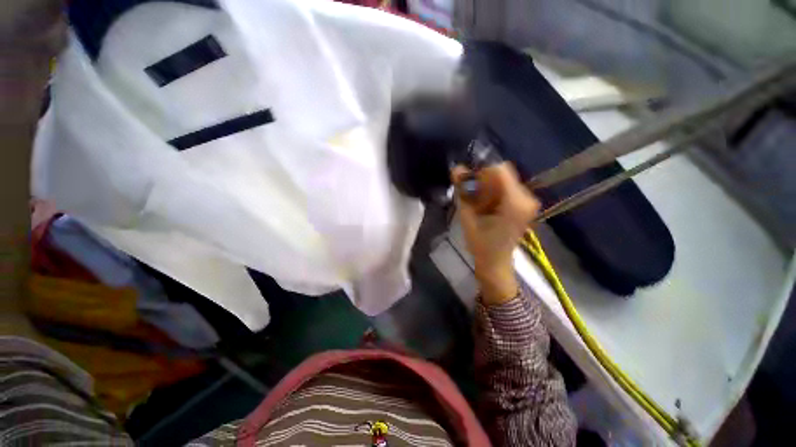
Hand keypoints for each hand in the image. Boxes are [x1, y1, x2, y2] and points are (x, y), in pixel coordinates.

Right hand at [452, 163, 539, 304]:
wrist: (496, 262)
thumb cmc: (480, 244)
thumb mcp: (467, 217)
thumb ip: (462, 191)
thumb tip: (456, 168)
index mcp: (515, 202)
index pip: (499, 170)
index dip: (481, 173)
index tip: (469, 186)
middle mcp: (527, 198)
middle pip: (503, 174)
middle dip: (484, 181)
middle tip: (471, 196)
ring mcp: (528, 201)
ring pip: (505, 180)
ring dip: (488, 187)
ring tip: (478, 204)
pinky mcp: (525, 205)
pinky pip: (508, 188)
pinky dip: (494, 192)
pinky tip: (486, 206)